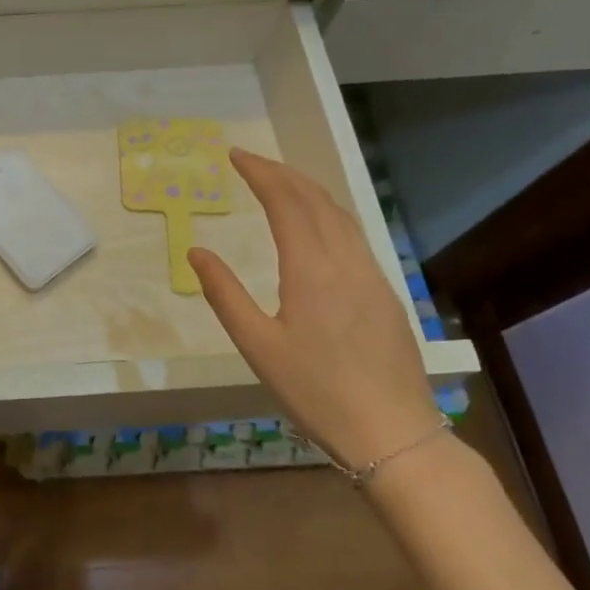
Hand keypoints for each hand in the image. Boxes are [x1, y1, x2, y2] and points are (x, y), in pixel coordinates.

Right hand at [188, 148, 437, 471]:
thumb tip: (196, 252)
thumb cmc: (316, 391)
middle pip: (315, 199)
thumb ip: (224, 293)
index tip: (235, 156)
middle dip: (282, 173)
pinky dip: (328, 213)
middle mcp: (345, 261)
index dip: (260, 173)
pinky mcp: (385, 294)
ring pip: (340, 215)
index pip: (285, 201)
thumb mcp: (257, 346)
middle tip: (251, 161)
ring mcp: (371, 276)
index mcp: (311, 269)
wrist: (393, 433)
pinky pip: (354, 235)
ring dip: (307, 189)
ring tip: (280, 182)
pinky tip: (317, 225)